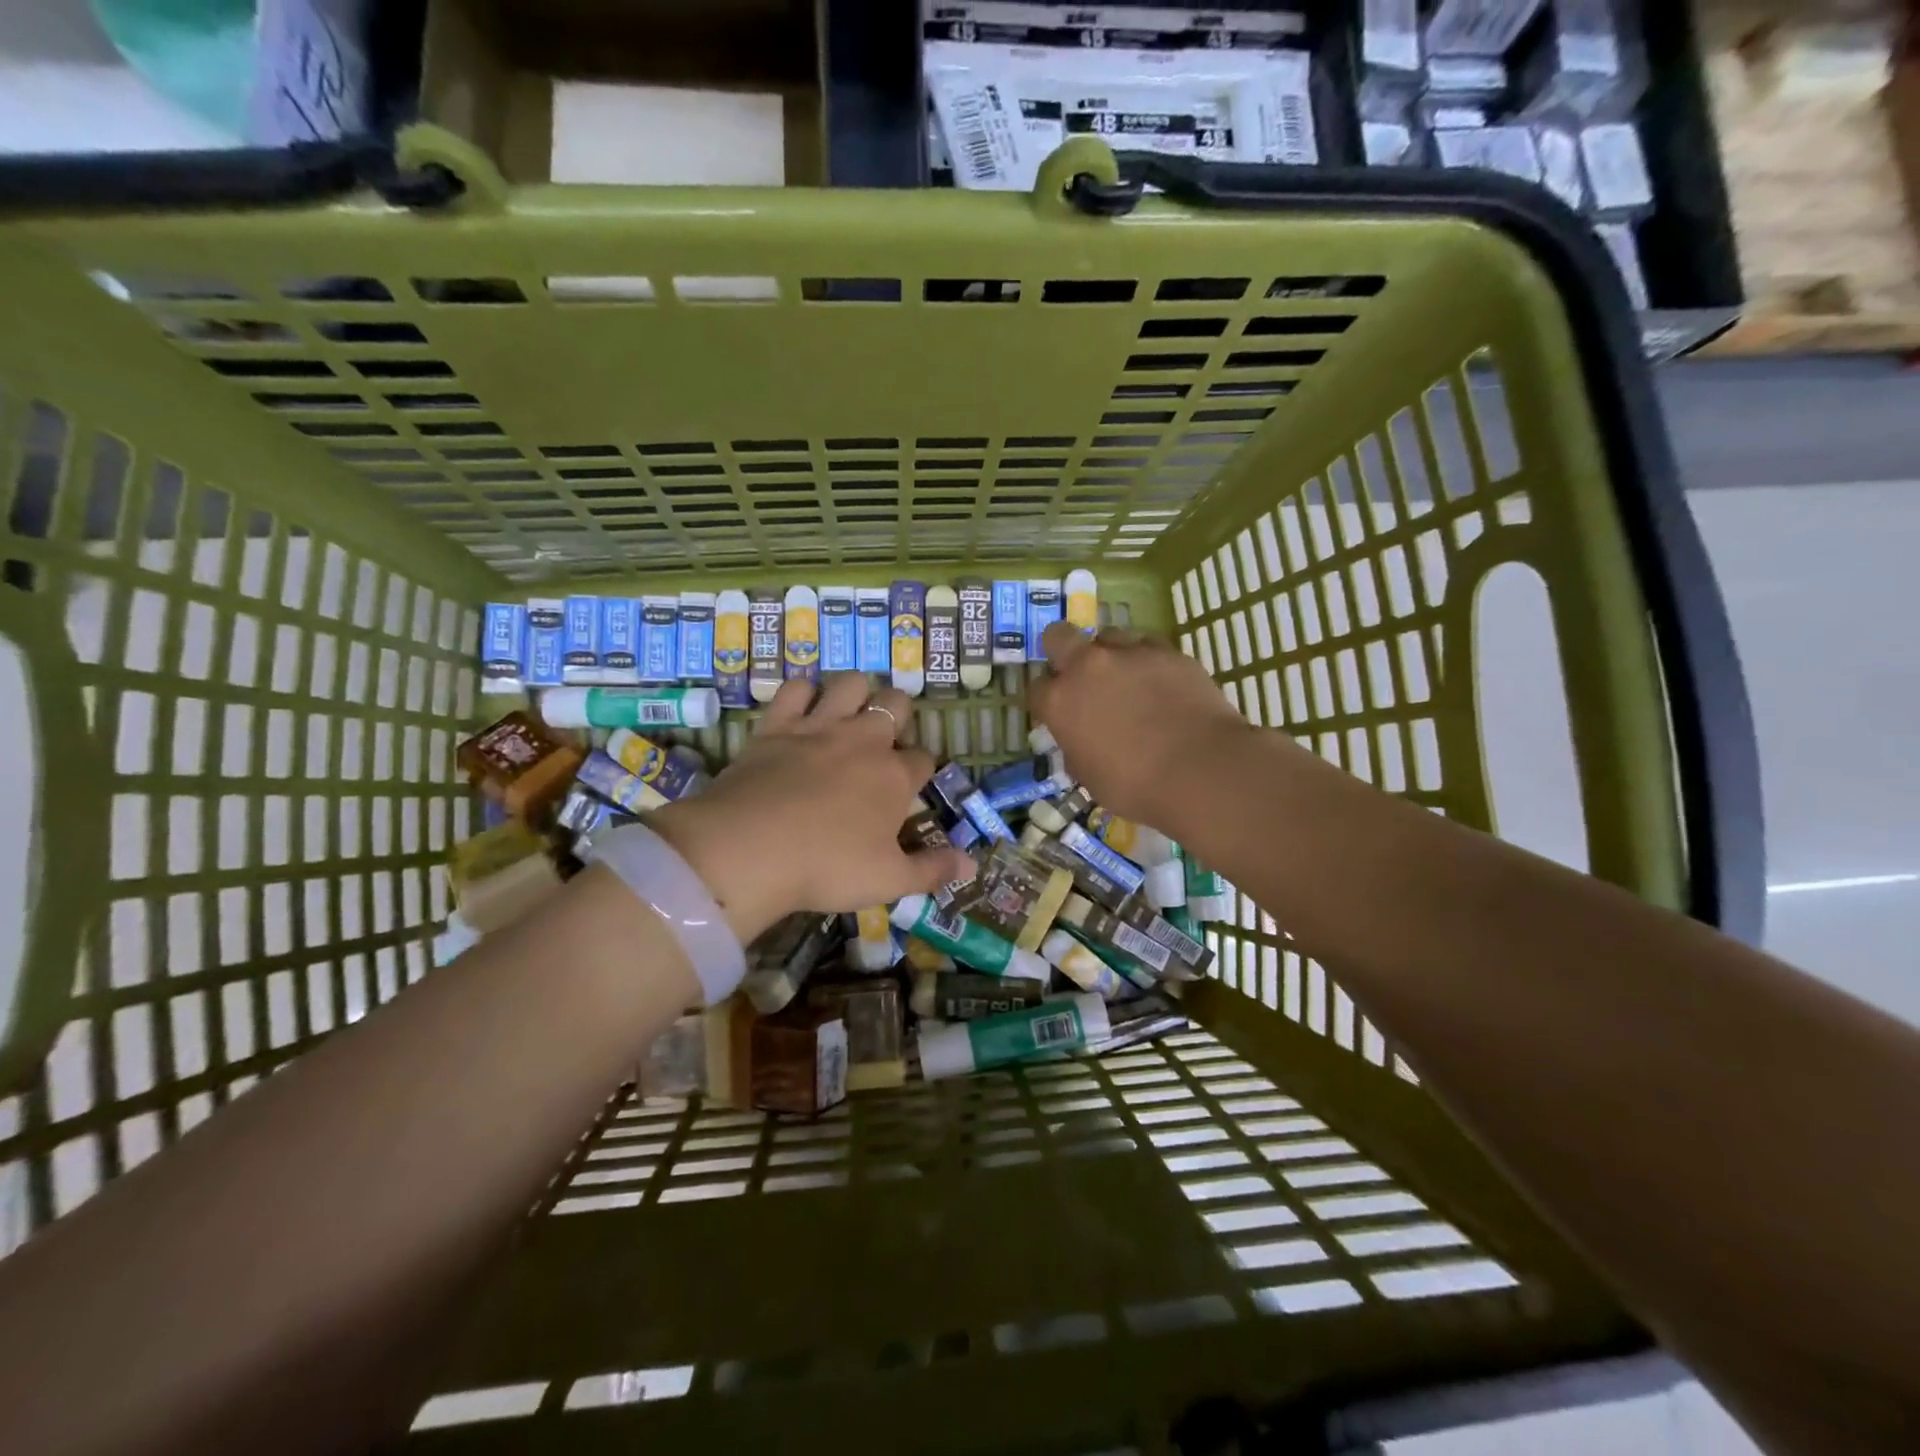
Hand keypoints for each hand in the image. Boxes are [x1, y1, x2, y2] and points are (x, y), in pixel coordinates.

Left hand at [646, 673, 976, 942]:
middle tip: (885, 740)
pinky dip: (802, 693)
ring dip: (857, 692)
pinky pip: (795, 690)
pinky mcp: (776, 726)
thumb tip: (972, 866)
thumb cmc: (827, 868)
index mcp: (894, 777)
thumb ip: (932, 870)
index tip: (911, 785)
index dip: (921, 770)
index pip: (923, 760)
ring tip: (851, 712)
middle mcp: (863, 741)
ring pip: (851, 685)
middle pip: (895, 706)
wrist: (749, 850)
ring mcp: (819, 728)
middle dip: (899, 715)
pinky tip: (803, 707)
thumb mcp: (888, 881)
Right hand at [1029, 621, 1255, 830]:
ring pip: (1108, 636)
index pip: (1036, 689)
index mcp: (1060, 701)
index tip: (1058, 712)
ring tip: (1128, 679)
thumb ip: (1076, 746)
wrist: (1200, 770)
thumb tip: (1081, 737)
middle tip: (1079, 673)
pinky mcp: (1168, 651)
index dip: (1046, 700)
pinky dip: (1148, 661)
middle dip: (1062, 650)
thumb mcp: (1088, 776)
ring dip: (1110, 654)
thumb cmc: (1135, 786)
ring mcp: (1129, 653)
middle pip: (1059, 636)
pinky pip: (1148, 646)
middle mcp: (1087, 666)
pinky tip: (1161, 683)